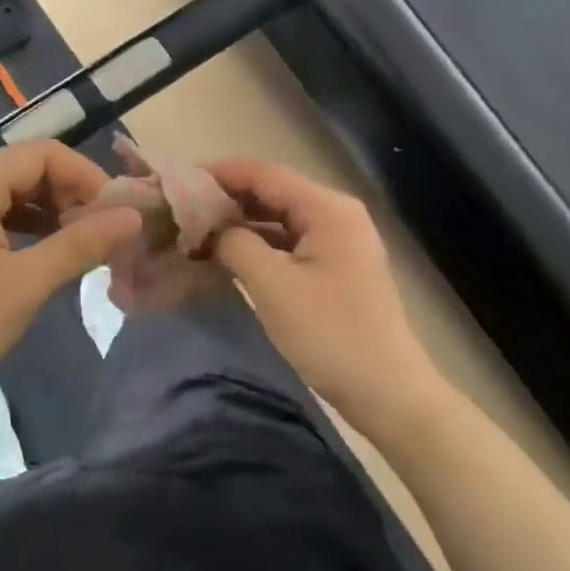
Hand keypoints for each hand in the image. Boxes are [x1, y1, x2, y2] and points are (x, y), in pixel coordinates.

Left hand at [0, 142, 142, 420]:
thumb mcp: (28, 283)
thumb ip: (81, 243)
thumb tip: (133, 217)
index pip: (43, 154)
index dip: (85, 176)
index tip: (116, 212)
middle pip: (28, 167)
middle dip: (70, 192)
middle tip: (103, 229)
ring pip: (14, 189)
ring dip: (52, 208)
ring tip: (83, 240)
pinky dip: (28, 223)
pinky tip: (49, 249)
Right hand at [208, 160, 443, 434]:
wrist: (390, 396)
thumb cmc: (331, 335)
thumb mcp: (273, 286)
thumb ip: (235, 244)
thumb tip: (211, 228)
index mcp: (327, 208)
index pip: (264, 174)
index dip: (220, 174)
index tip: (179, 182)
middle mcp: (336, 214)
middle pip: (272, 192)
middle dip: (227, 198)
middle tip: (182, 209)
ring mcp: (339, 241)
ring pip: (279, 218)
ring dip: (241, 223)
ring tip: (197, 230)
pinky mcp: (336, 267)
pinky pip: (289, 242)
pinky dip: (259, 244)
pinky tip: (229, 255)